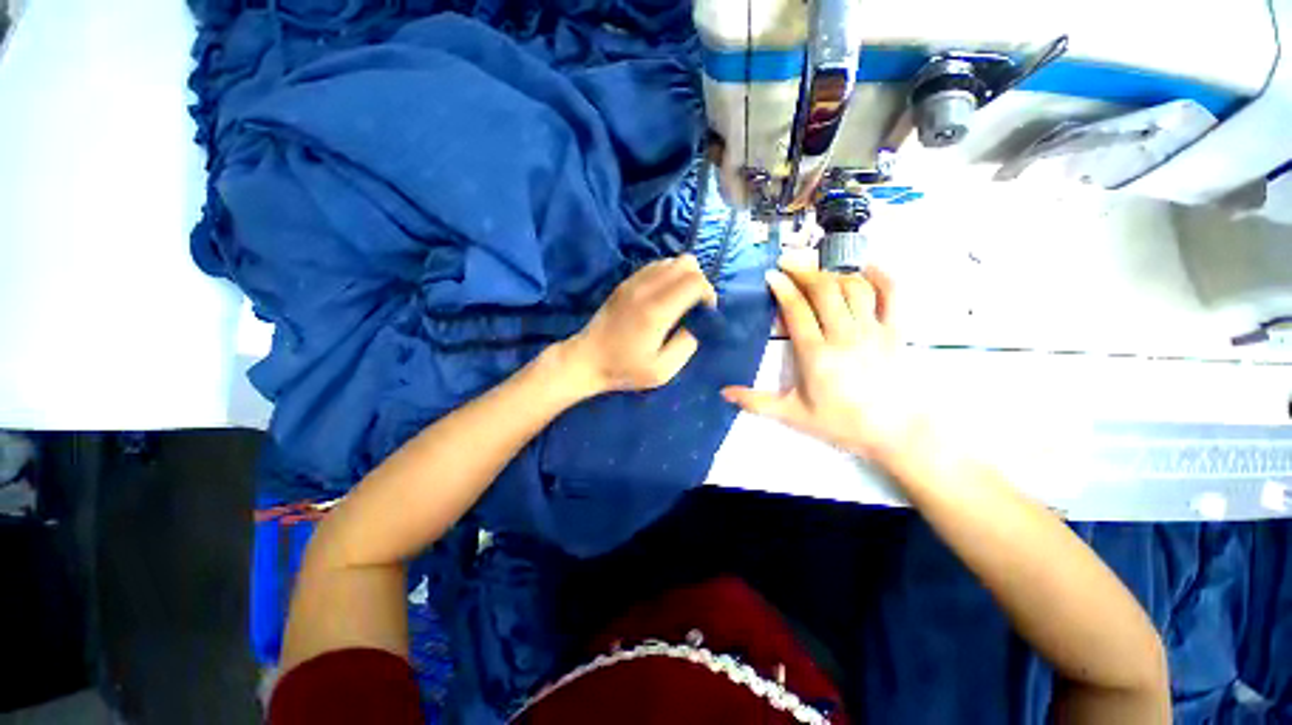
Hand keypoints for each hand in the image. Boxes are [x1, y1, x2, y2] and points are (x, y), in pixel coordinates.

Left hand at [559, 255, 716, 395]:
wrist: (587, 359)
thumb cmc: (625, 369)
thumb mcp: (663, 370)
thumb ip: (686, 345)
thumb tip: (697, 324)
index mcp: (657, 310)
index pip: (696, 281)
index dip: (709, 294)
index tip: (705, 313)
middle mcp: (646, 288)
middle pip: (687, 263)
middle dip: (700, 281)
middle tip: (695, 305)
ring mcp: (633, 281)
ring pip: (672, 260)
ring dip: (683, 276)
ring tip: (680, 300)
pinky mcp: (625, 282)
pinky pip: (656, 265)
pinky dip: (668, 275)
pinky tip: (664, 296)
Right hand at [722, 262, 923, 462]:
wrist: (897, 434)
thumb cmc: (842, 424)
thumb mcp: (794, 416)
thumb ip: (757, 402)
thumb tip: (724, 393)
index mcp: (817, 355)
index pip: (797, 310)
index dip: (783, 288)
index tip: (772, 275)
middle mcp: (844, 336)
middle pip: (824, 290)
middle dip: (804, 270)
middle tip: (788, 262)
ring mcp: (873, 330)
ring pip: (853, 287)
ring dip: (833, 271)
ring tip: (817, 267)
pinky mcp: (896, 331)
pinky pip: (891, 294)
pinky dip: (878, 275)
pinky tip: (864, 267)